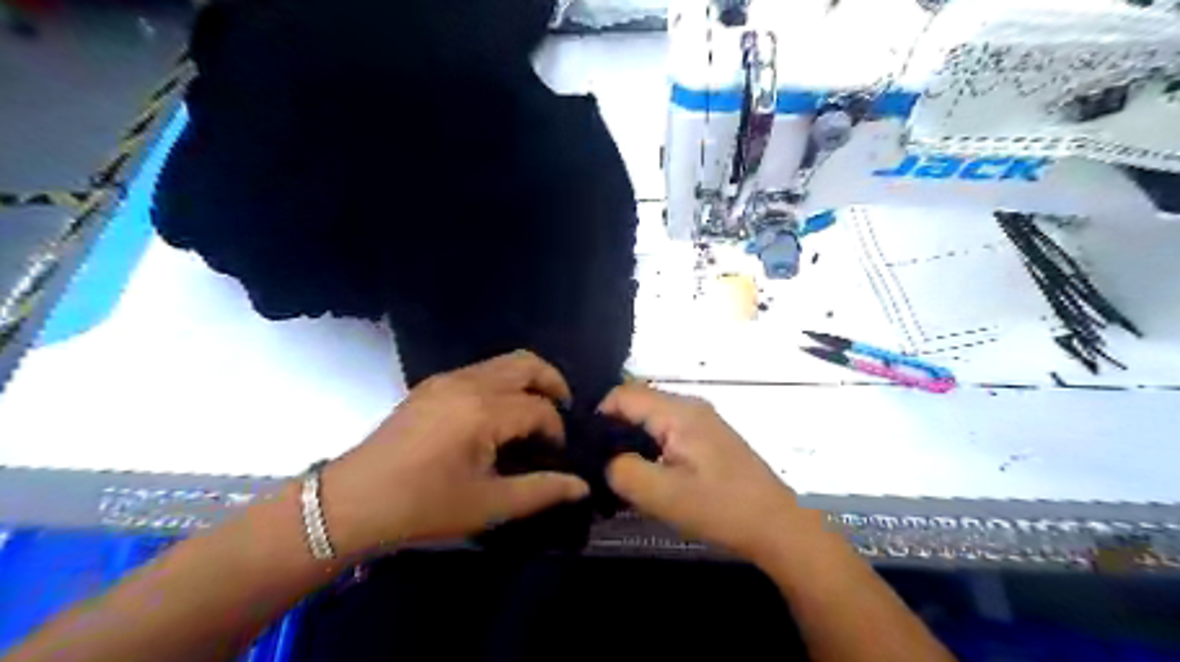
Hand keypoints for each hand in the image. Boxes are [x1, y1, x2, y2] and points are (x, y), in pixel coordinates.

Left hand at [320, 349, 587, 555]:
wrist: (351, 502)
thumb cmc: (422, 507)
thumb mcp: (487, 505)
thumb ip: (541, 490)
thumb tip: (582, 485)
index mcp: (483, 411)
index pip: (540, 409)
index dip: (557, 431)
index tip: (557, 457)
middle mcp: (469, 382)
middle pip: (527, 363)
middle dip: (553, 384)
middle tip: (563, 413)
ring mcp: (447, 378)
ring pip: (504, 362)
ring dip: (528, 381)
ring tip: (534, 415)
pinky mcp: (432, 384)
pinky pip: (482, 370)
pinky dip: (504, 383)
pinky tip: (500, 415)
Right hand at [600, 382, 812, 564]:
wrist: (777, 526)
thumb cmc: (720, 508)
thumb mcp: (662, 495)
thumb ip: (621, 471)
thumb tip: (605, 460)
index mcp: (678, 412)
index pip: (623, 394)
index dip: (598, 416)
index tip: (586, 449)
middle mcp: (691, 406)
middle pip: (637, 404)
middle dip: (614, 430)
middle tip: (600, 465)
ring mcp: (703, 420)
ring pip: (652, 419)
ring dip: (633, 441)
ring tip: (621, 473)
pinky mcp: (710, 438)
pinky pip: (668, 431)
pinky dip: (652, 447)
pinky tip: (651, 474)